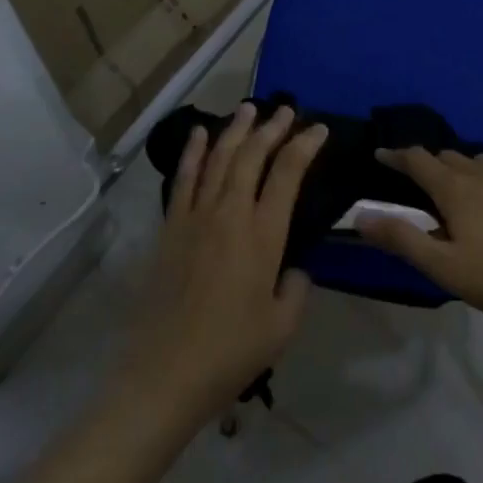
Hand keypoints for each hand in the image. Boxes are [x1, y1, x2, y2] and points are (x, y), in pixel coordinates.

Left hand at [116, 102, 326, 426]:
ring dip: (236, 129)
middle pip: (252, 155)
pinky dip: (193, 151)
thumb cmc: (230, 353)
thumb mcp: (282, 327)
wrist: (164, 374)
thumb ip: (297, 288)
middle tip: (287, 110)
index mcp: (263, 234)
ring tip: (249, 108)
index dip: (305, 145)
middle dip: (272, 127)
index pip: (288, 173)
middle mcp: (230, 213)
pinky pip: (184, 178)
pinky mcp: (171, 227)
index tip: (318, 129)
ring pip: (219, 157)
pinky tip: (200, 133)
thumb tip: (294, 268)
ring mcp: (196, 216)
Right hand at [356, 147, 482, 327]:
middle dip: (429, 164)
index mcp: (455, 188)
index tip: (380, 154)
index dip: (396, 155)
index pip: (417, 159)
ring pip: (479, 162)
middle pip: (447, 156)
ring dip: (462, 169)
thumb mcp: (445, 268)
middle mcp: (482, 171)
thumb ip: (403, 239)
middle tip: (420, 182)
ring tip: (461, 191)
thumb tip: (362, 216)